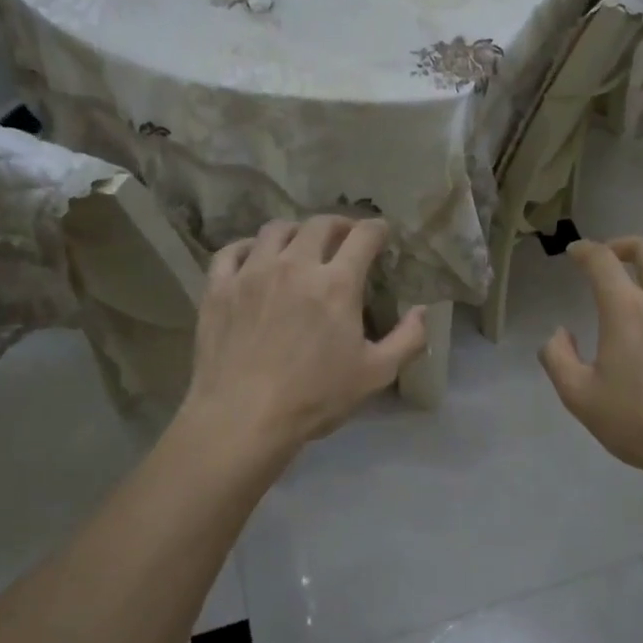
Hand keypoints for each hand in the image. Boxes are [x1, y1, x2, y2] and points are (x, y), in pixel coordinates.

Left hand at [182, 216, 427, 453]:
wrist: (243, 417)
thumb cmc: (314, 397)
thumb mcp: (376, 374)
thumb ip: (407, 339)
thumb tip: (423, 311)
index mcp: (336, 283)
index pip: (363, 236)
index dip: (377, 229)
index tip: (381, 234)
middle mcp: (294, 265)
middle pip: (319, 224)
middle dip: (339, 224)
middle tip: (344, 237)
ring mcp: (252, 272)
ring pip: (274, 230)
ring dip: (295, 231)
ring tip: (300, 245)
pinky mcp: (219, 288)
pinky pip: (231, 251)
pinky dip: (247, 247)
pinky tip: (253, 258)